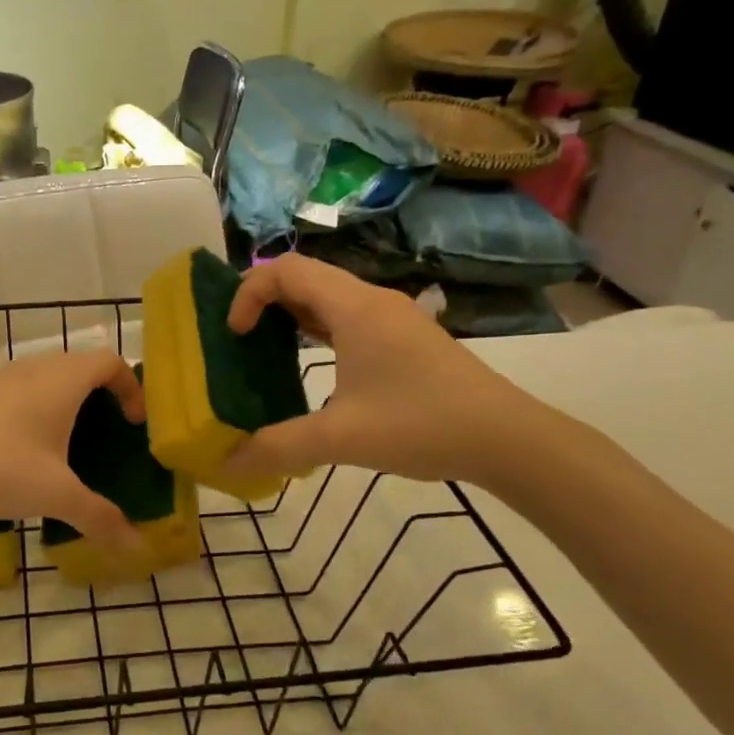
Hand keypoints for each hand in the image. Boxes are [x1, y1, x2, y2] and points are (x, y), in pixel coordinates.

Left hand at [0, 350, 147, 550]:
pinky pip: (27, 388)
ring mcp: (5, 379)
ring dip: (70, 398)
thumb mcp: (57, 495)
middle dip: (103, 392)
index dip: (131, 387)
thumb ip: (100, 517)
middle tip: (111, 431)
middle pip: (82, 364)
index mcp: (63, 380)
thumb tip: (137, 545)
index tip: (135, 423)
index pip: (110, 361)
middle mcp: (37, 368)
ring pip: (51, 374)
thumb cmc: (2, 469)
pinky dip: (43, 405)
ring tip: (75, 440)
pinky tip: (34, 447)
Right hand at [221, 255, 542, 485]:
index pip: (286, 270)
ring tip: (266, 348)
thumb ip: (277, 447)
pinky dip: (318, 327)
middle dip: (264, 300)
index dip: (249, 293)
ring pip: (328, 295)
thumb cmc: (421, 425)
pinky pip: (348, 315)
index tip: (234, 334)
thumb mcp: (341, 439)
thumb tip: (226, 464)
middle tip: (241, 338)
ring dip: (292, 312)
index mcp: (354, 308)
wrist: (507, 438)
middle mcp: (372, 300)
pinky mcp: (406, 336)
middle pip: (305, 276)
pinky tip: (311, 361)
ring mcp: (393, 316)